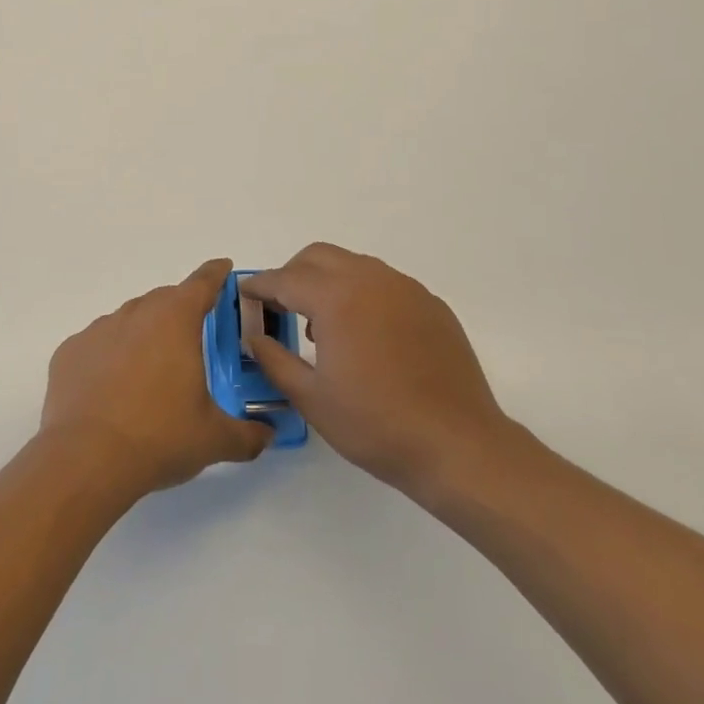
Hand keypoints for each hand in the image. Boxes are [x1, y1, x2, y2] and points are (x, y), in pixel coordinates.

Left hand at [40, 258, 272, 497]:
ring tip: (150, 375)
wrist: (85, 459)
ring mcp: (98, 330)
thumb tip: (266, 435)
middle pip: (164, 300)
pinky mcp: (69, 352)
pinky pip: (97, 346)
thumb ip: (247, 435)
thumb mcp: (214, 440)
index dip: (215, 274)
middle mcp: (136, 313)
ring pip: (128, 321)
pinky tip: (112, 391)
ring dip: (143, 336)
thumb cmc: (159, 437)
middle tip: (192, 341)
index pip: (202, 283)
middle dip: (180, 312)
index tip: (222, 268)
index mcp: (175, 320)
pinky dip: (109, 358)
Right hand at [244, 243, 513, 499]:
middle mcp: (371, 279)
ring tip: (322, 326)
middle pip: (318, 257)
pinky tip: (364, 336)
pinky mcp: (431, 305)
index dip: (260, 286)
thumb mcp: (312, 398)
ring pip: (354, 265)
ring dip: (328, 281)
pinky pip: (385, 284)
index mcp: (336, 298)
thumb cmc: (376, 425)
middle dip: (292, 274)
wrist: (458, 446)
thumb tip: (254, 337)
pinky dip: (362, 294)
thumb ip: (274, 360)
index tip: (244, 294)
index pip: (285, 279)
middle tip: (280, 307)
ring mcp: (406, 288)